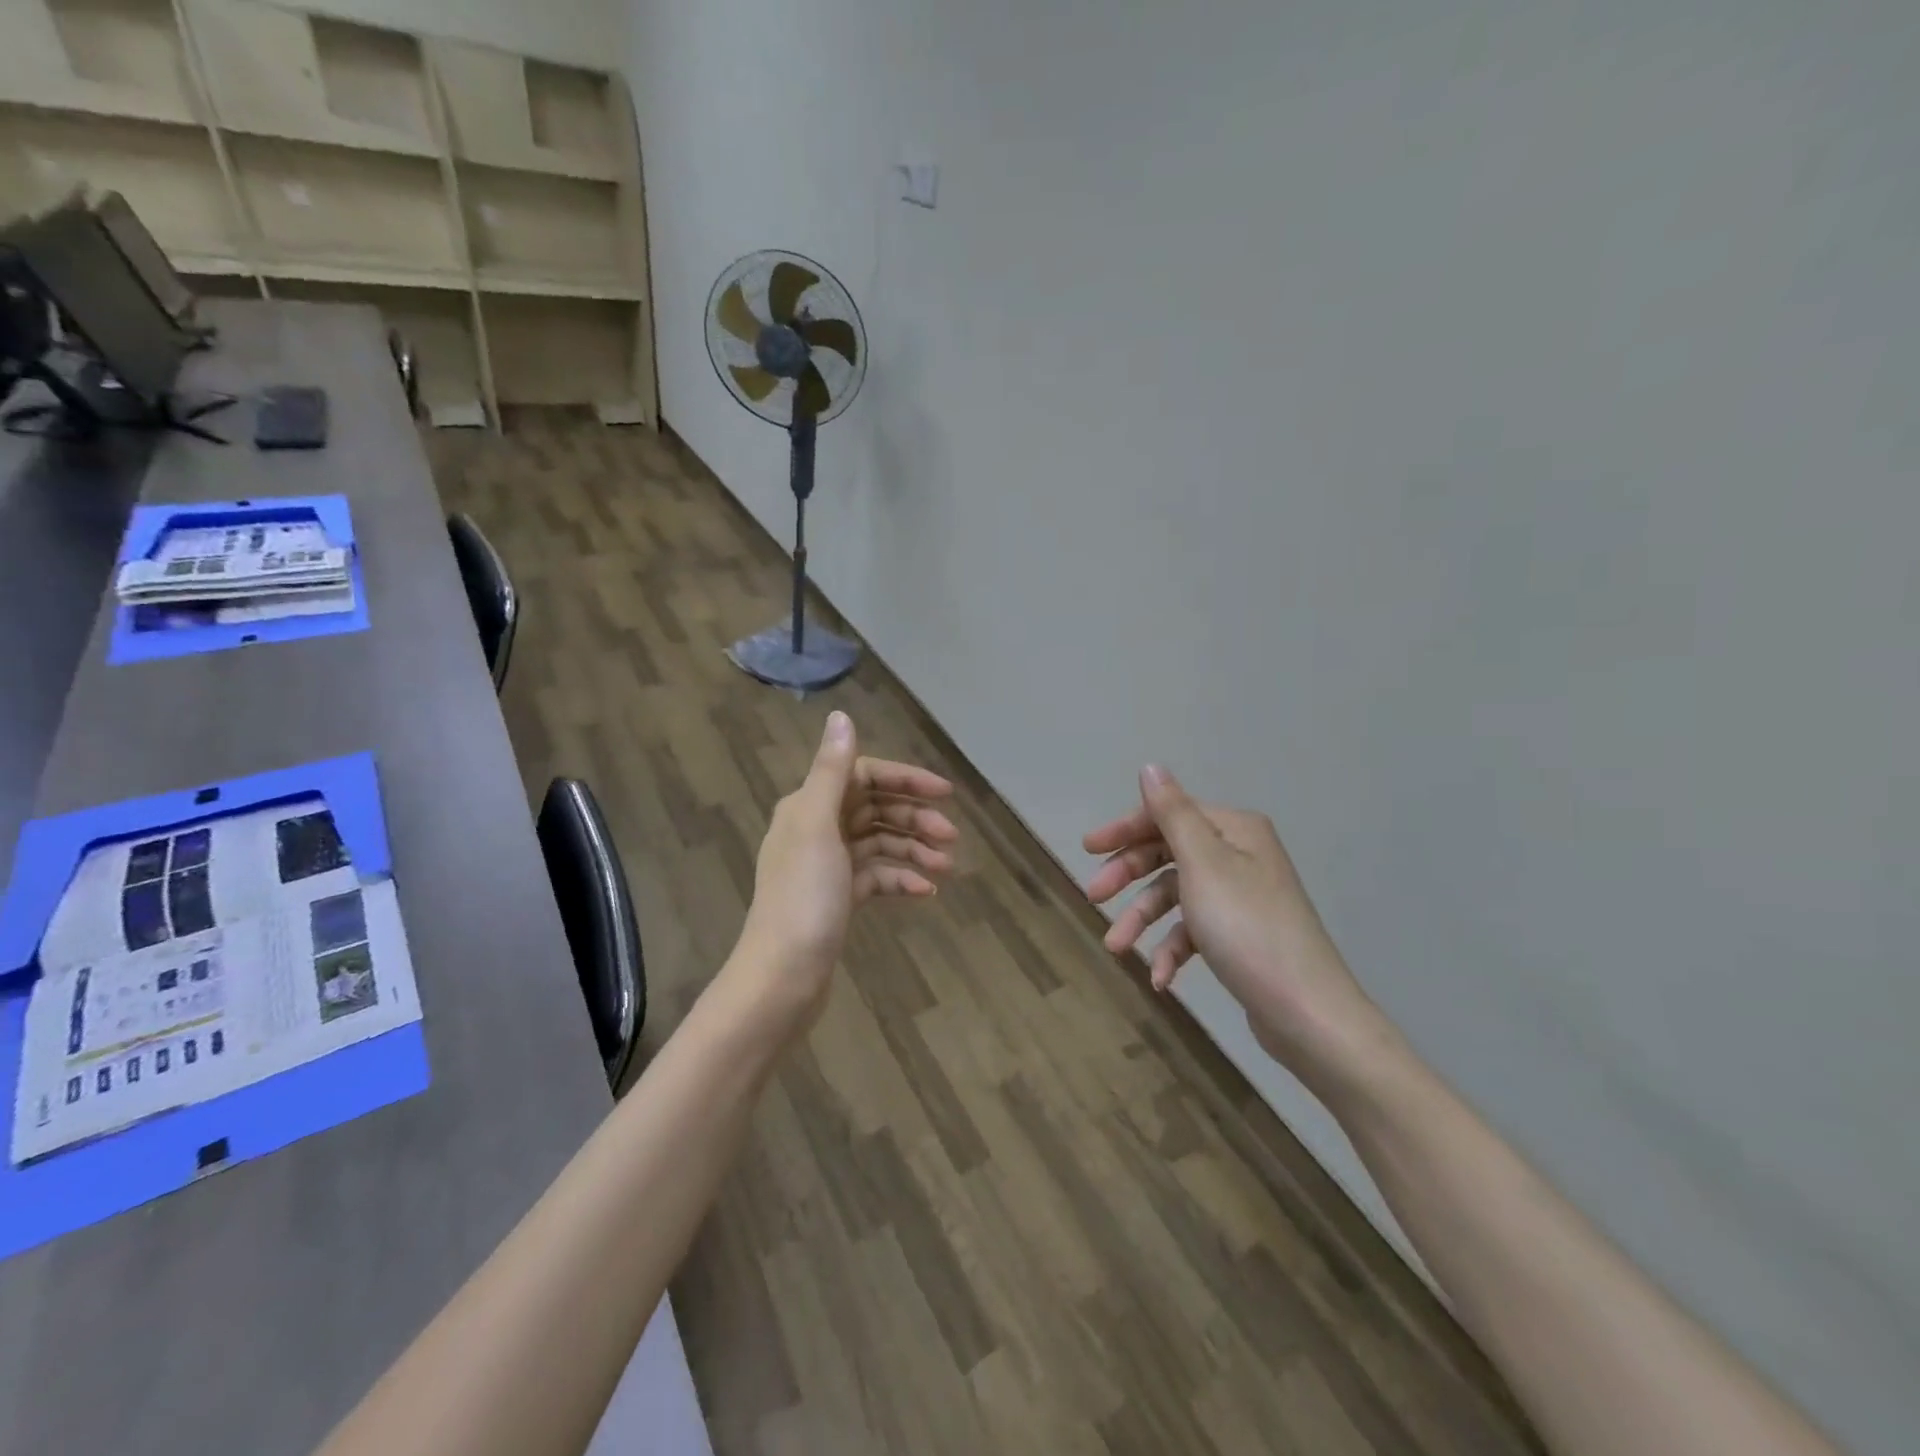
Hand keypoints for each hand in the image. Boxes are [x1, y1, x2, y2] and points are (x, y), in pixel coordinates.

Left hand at [736, 711, 957, 1033]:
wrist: (784, 976)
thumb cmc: (803, 897)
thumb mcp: (817, 827)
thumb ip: (831, 770)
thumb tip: (841, 715)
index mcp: (809, 806)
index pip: (863, 775)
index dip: (905, 779)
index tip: (945, 793)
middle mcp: (817, 829)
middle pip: (876, 809)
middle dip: (914, 818)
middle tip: (951, 837)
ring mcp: (828, 866)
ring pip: (880, 844)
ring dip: (914, 850)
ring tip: (946, 868)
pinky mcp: (838, 898)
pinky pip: (877, 877)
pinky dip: (901, 879)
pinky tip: (926, 893)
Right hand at [1084, 765, 1386, 1079]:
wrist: (1308, 1013)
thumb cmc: (1247, 929)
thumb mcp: (1202, 865)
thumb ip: (1172, 814)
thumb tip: (1151, 767)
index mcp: (1234, 830)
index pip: (1168, 814)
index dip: (1125, 829)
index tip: (1087, 849)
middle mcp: (1239, 856)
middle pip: (1167, 853)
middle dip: (1128, 876)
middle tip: (1094, 897)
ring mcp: (1240, 897)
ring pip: (1175, 896)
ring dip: (1142, 919)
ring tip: (1116, 948)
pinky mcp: (1239, 935)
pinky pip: (1193, 930)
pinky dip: (1172, 950)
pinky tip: (1161, 979)